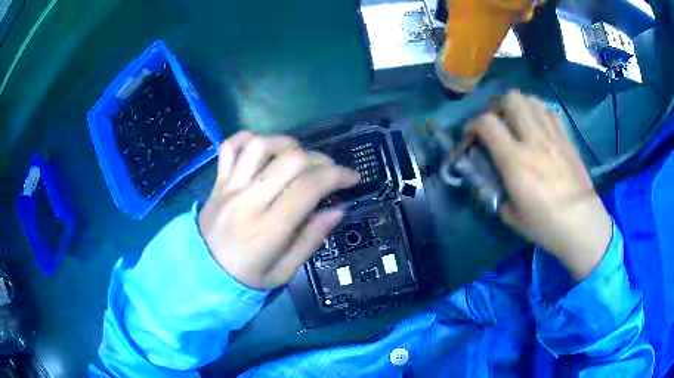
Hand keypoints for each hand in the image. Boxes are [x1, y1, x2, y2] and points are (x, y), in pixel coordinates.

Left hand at [198, 131, 359, 289]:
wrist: (202, 273)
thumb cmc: (246, 277)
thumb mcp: (284, 271)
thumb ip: (311, 239)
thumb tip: (337, 209)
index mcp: (269, 229)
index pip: (309, 187)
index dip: (337, 176)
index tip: (353, 178)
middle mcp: (249, 200)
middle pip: (290, 160)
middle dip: (320, 159)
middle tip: (328, 171)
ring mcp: (230, 187)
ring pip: (260, 145)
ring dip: (287, 144)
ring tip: (298, 157)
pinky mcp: (218, 181)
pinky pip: (229, 147)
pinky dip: (247, 139)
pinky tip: (263, 148)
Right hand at [467, 91, 612, 280]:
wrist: (582, 224)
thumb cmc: (545, 226)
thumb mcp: (511, 216)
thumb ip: (497, 191)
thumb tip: (491, 177)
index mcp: (515, 161)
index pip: (487, 123)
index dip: (473, 124)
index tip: (472, 135)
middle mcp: (533, 140)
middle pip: (511, 99)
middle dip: (498, 106)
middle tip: (497, 122)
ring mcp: (553, 137)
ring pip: (531, 100)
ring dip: (519, 105)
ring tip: (517, 121)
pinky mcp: (566, 139)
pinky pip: (549, 112)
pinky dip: (538, 112)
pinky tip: (538, 126)